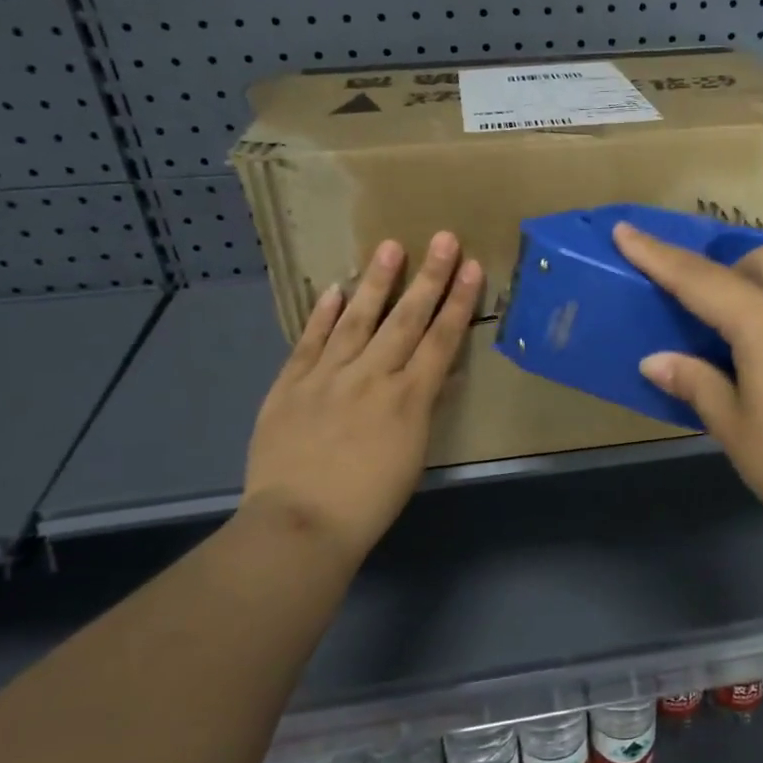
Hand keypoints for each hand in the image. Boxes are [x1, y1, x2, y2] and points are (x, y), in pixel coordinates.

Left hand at [242, 232, 481, 565]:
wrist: (300, 523)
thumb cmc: (369, 502)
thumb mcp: (413, 457)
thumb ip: (422, 410)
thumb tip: (435, 376)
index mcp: (409, 400)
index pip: (440, 340)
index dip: (458, 302)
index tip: (472, 268)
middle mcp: (372, 377)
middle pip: (406, 319)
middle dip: (429, 278)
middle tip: (443, 239)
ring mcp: (328, 376)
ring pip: (358, 319)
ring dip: (377, 282)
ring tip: (391, 246)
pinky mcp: (290, 384)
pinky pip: (310, 341)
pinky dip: (323, 314)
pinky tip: (335, 290)